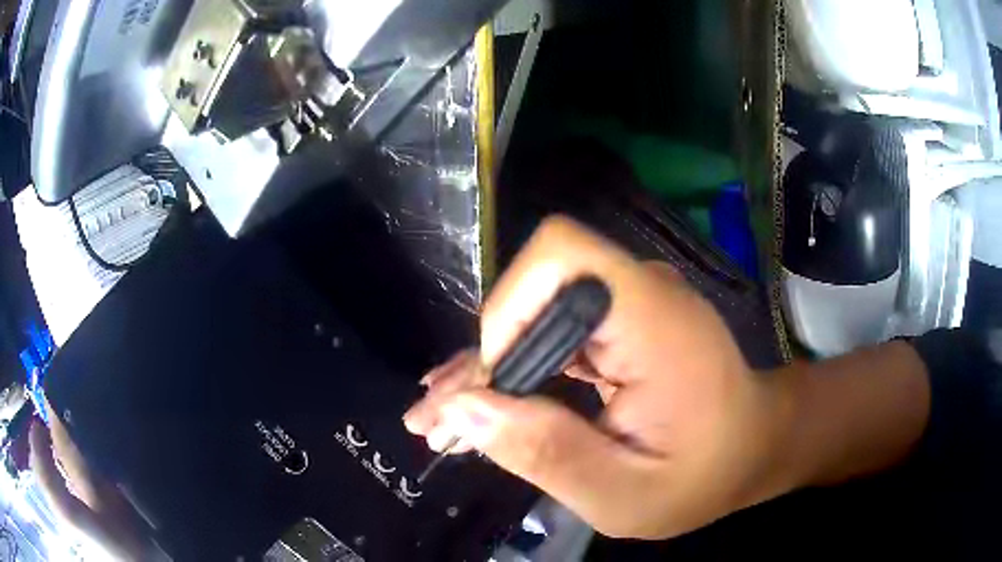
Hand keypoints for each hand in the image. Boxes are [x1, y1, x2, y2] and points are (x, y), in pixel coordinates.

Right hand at [404, 216, 797, 538]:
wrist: (749, 447)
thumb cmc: (703, 477)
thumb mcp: (626, 495)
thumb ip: (550, 454)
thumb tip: (464, 409)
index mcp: (655, 323)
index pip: (562, 257)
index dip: (510, 309)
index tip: (493, 388)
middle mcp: (639, 294)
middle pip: (535, 291)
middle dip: (481, 360)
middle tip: (435, 421)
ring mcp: (628, 304)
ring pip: (533, 315)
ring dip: (487, 370)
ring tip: (443, 420)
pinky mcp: (618, 322)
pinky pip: (549, 332)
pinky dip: (513, 371)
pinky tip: (482, 404)